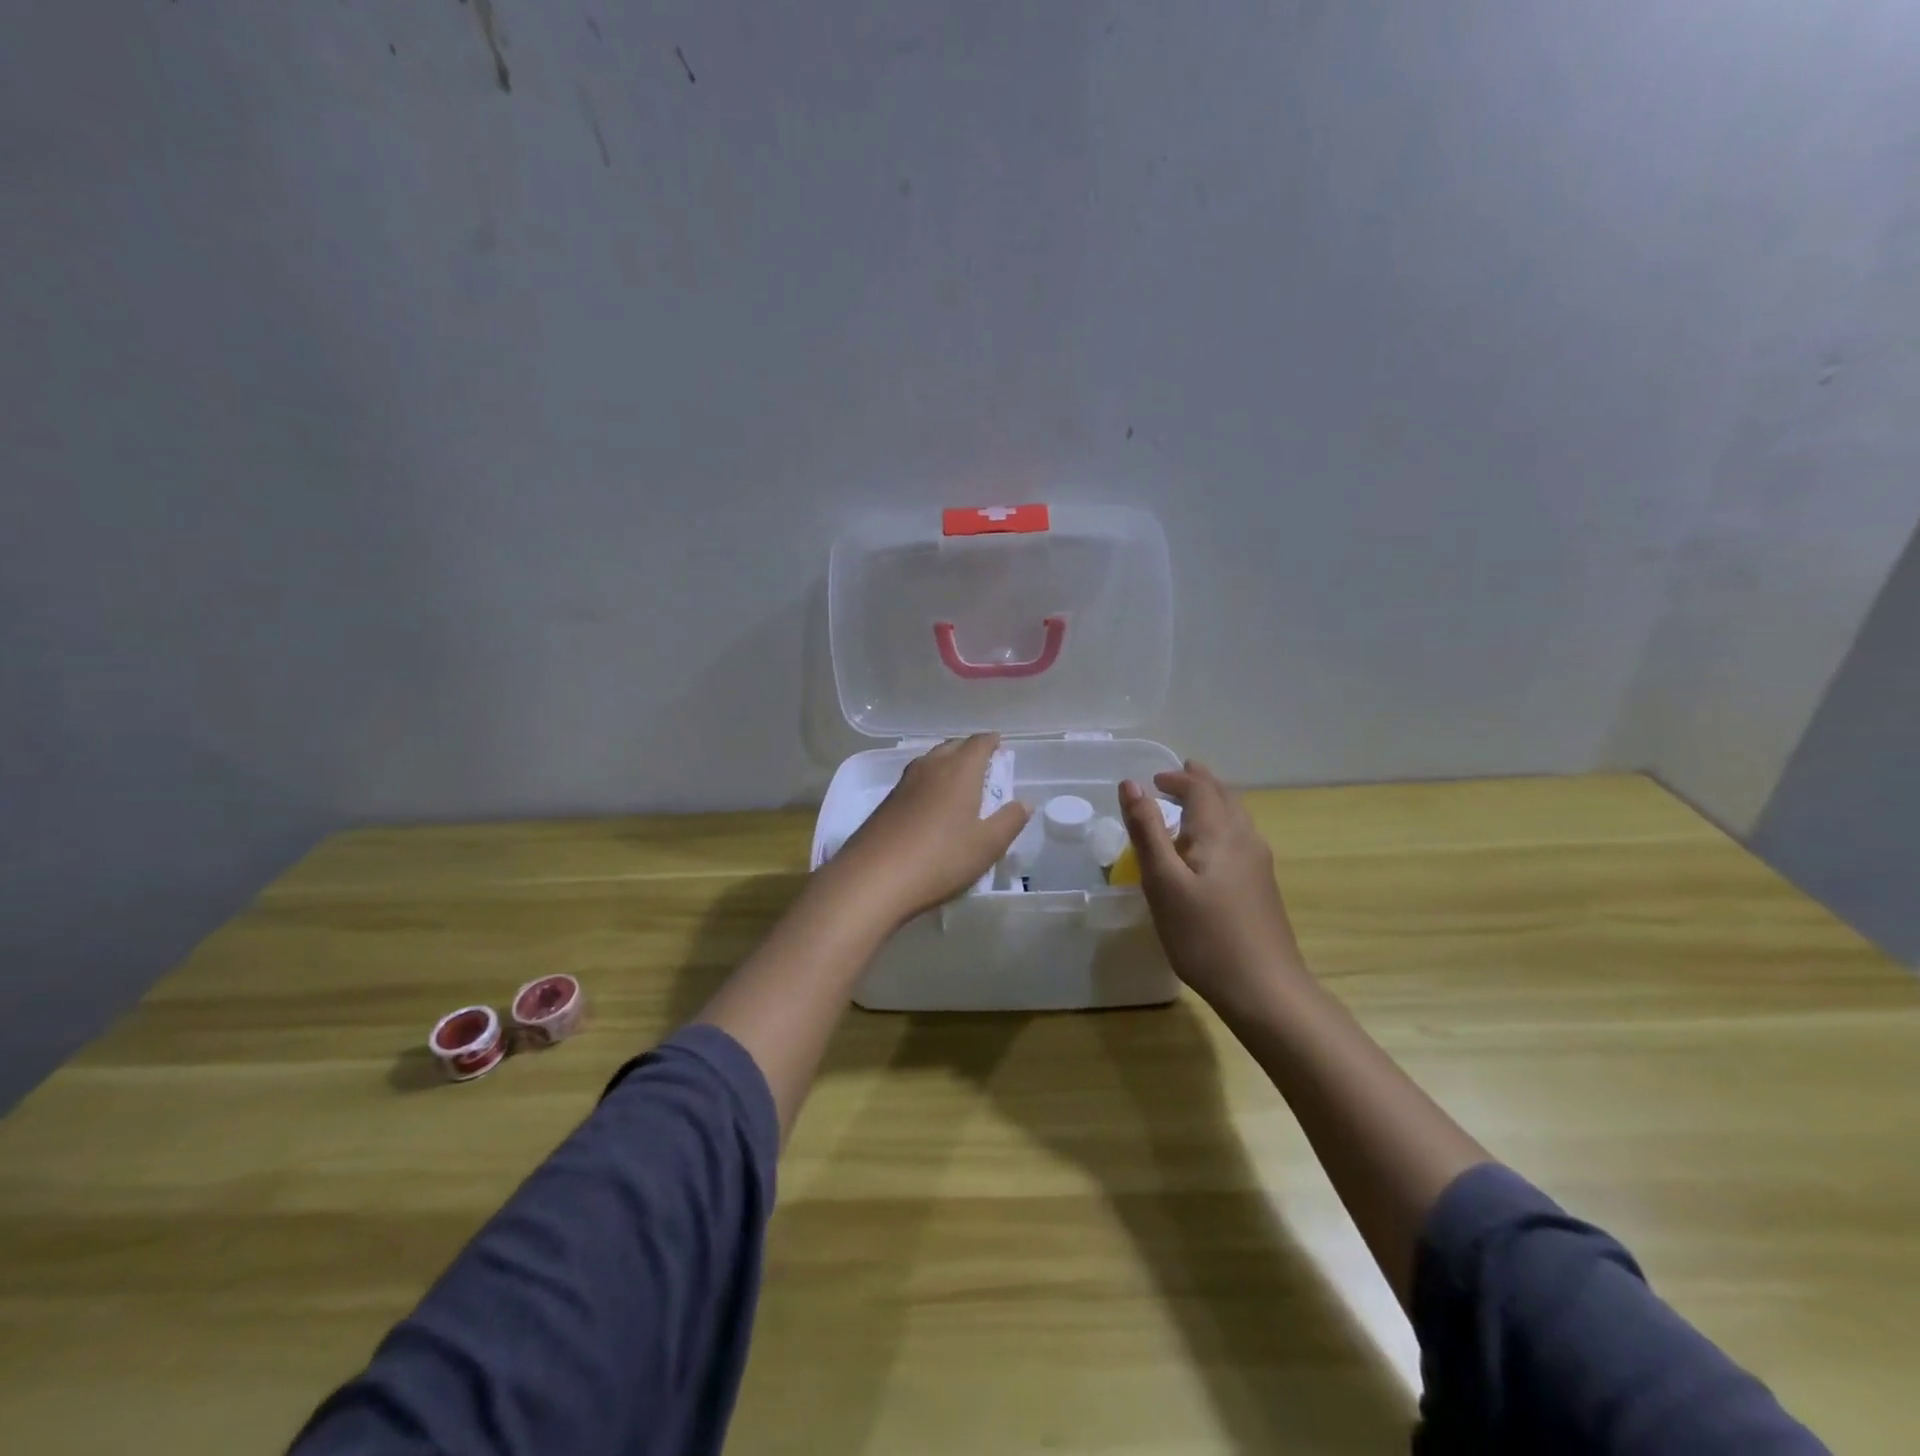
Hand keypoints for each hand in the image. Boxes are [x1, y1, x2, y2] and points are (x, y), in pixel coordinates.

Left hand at [829, 734, 1030, 925]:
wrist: (873, 878)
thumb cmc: (940, 858)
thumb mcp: (987, 845)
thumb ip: (1009, 821)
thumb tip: (1024, 802)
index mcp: (960, 771)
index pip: (978, 744)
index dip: (991, 742)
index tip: (999, 745)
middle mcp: (931, 767)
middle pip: (952, 747)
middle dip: (969, 750)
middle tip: (983, 763)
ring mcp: (904, 784)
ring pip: (930, 761)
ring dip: (946, 763)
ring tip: (958, 780)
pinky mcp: (886, 803)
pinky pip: (915, 780)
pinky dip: (928, 782)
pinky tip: (930, 802)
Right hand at [1119, 761, 1303, 1011]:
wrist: (1264, 989)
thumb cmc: (1204, 934)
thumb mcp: (1163, 881)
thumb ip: (1146, 830)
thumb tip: (1131, 784)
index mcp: (1220, 832)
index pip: (1199, 788)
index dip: (1176, 779)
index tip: (1152, 780)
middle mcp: (1245, 838)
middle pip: (1224, 797)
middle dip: (1199, 783)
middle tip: (1177, 776)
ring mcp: (1259, 864)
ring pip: (1235, 817)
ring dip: (1212, 803)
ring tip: (1191, 805)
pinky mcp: (1262, 887)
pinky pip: (1239, 838)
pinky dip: (1219, 826)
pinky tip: (1210, 849)